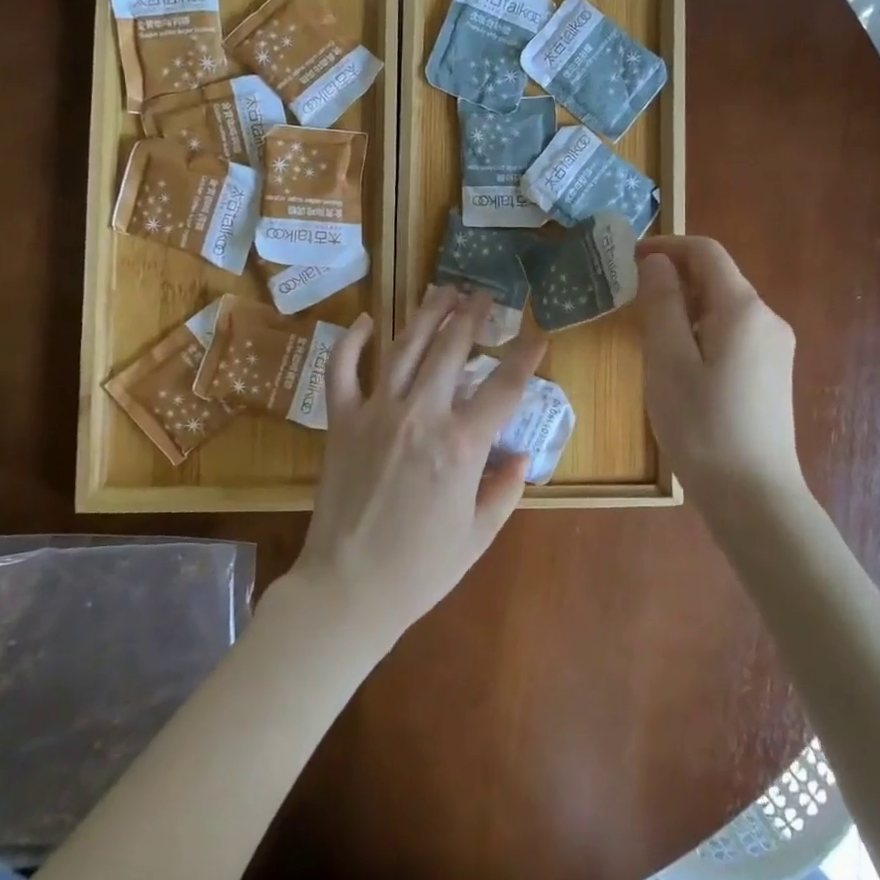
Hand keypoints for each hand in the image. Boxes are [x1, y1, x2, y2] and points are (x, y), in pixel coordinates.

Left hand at [284, 287, 547, 641]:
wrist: (348, 588)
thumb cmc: (421, 569)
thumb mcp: (479, 535)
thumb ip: (505, 489)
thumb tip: (522, 456)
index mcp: (461, 445)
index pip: (504, 386)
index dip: (525, 355)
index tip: (538, 334)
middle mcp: (420, 415)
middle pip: (452, 349)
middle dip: (473, 315)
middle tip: (485, 294)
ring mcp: (375, 413)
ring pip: (404, 347)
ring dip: (427, 314)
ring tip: (443, 290)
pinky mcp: (341, 421)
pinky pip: (341, 370)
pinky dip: (352, 341)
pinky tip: (369, 321)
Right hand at [635, 236, 802, 500]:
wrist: (753, 495)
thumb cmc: (702, 426)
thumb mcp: (668, 361)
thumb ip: (661, 304)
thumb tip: (657, 262)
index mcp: (742, 309)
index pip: (706, 252)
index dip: (666, 246)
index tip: (628, 259)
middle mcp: (766, 318)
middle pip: (717, 277)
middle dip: (673, 277)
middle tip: (630, 299)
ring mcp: (774, 346)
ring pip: (724, 306)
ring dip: (685, 305)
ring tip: (648, 332)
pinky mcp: (771, 371)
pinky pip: (733, 332)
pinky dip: (701, 329)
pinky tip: (679, 361)